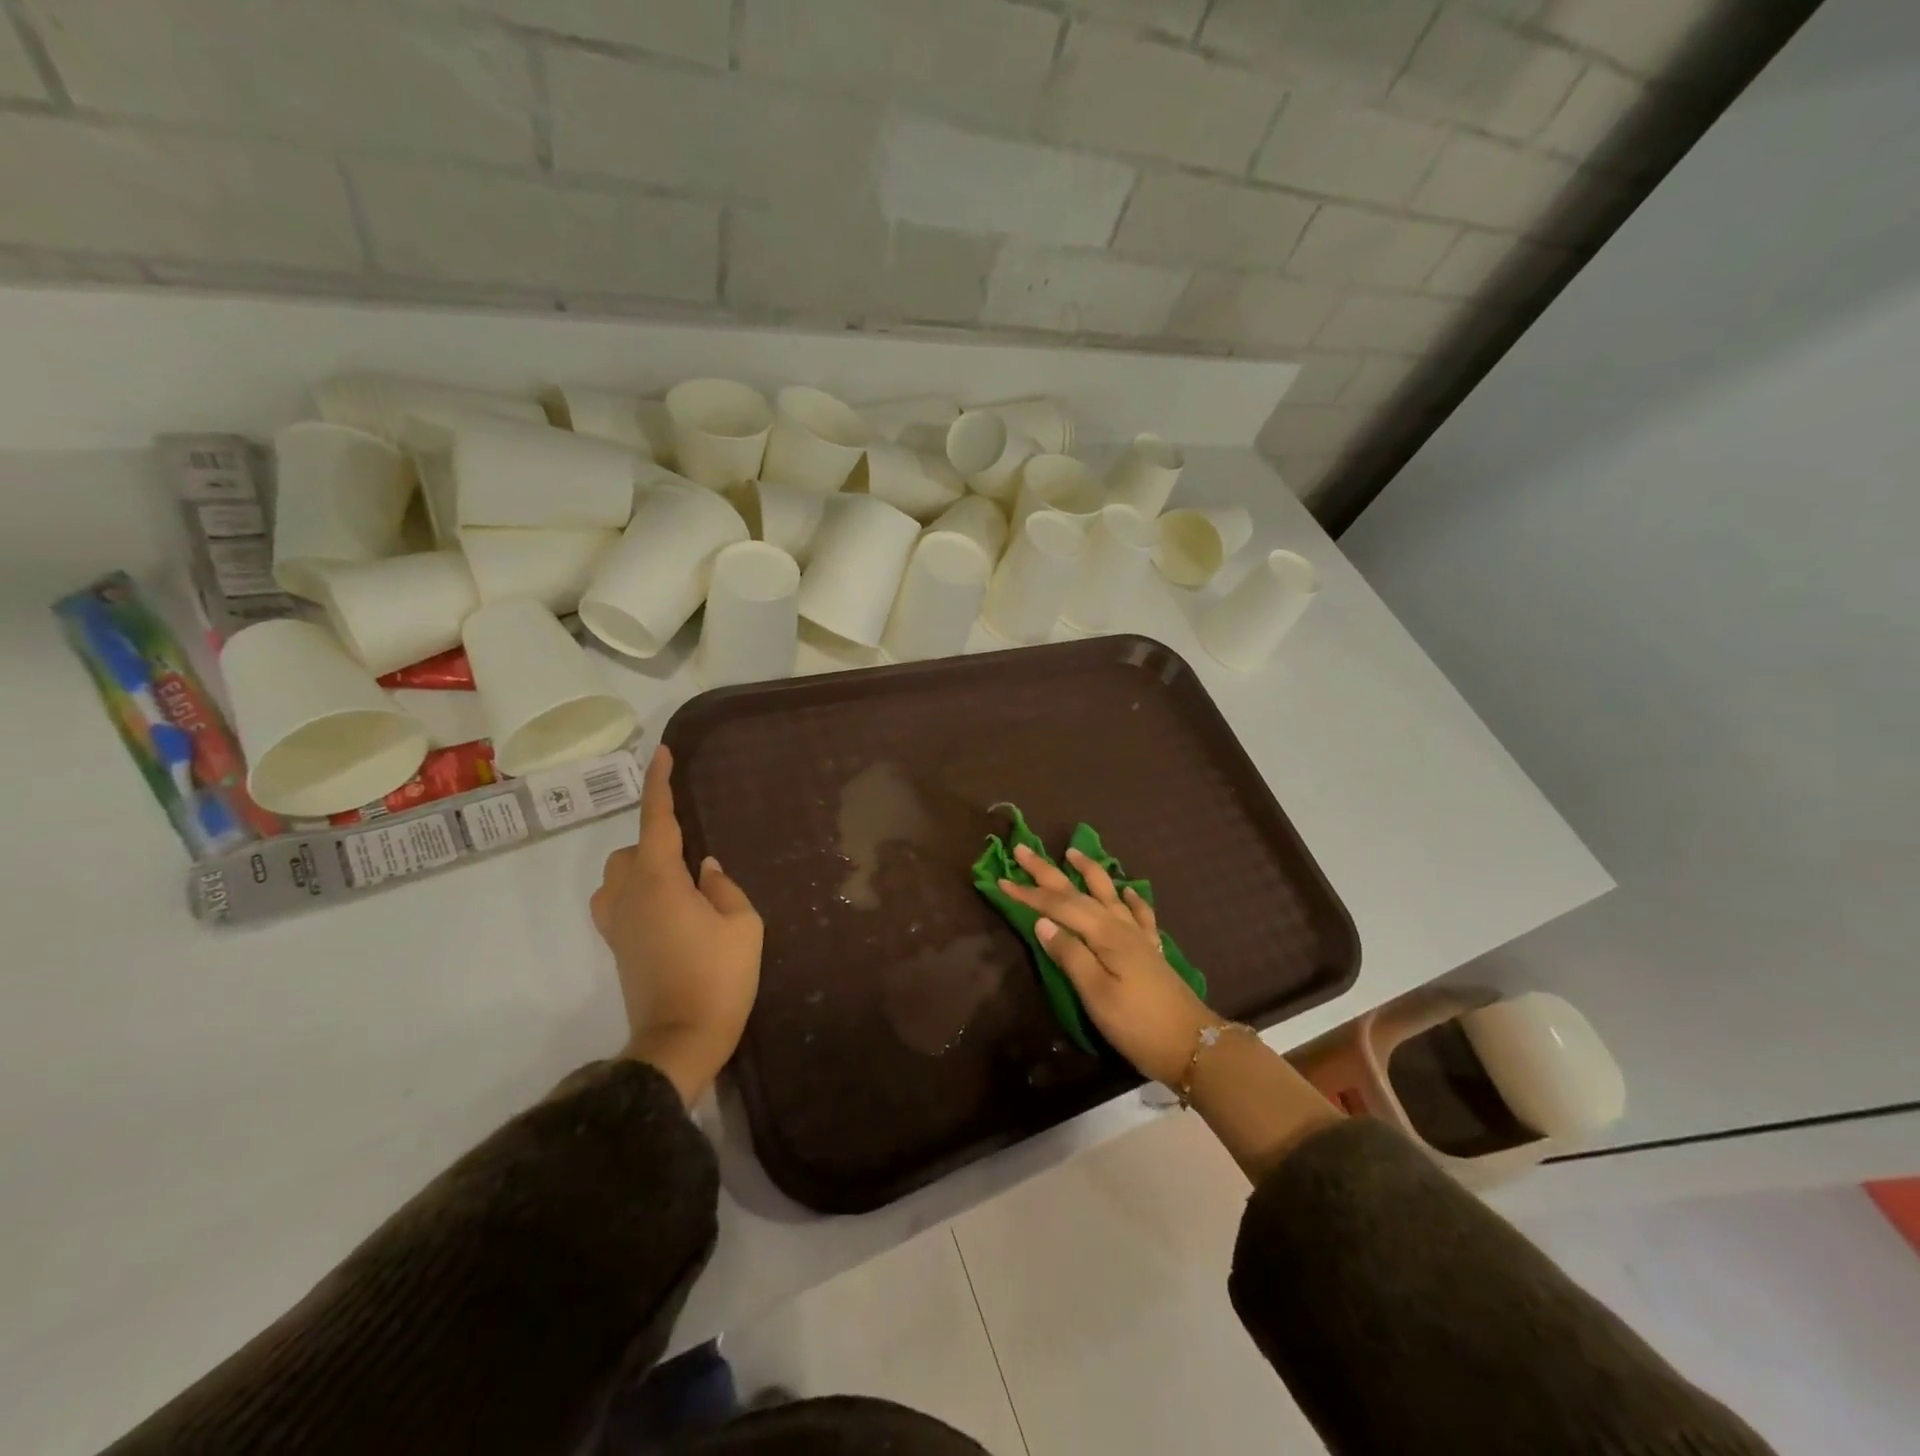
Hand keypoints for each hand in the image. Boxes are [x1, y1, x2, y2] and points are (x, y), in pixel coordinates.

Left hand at [591, 746, 762, 1104]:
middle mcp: (628, 895)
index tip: (662, 753)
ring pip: (619, 875)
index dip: (660, 784)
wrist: (681, 1040)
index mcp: (660, 881)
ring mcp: (617, 923)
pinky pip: (617, 901)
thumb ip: (724, 888)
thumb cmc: (719, 977)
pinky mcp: (617, 946)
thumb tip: (706, 869)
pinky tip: (665, 909)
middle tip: (697, 861)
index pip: (657, 820)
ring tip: (683, 886)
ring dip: (645, 868)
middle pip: (632, 849)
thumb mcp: (742, 925)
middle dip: (658, 842)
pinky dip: (637, 893)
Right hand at [999, 842, 1215, 1085]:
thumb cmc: (1137, 1023)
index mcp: (1103, 934)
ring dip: (1089, 871)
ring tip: (1073, 852)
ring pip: (1108, 893)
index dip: (1029, 894)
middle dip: (1048, 872)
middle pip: (1078, 892)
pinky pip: (1140, 914)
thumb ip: (1069, 954)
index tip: (1002, 879)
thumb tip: (1042, 922)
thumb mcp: (1096, 994)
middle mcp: (1120, 926)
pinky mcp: (1151, 950)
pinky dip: (1132, 899)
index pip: (1058, 906)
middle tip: (1023, 849)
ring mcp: (1138, 936)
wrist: (1192, 1046)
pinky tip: (1127, 891)